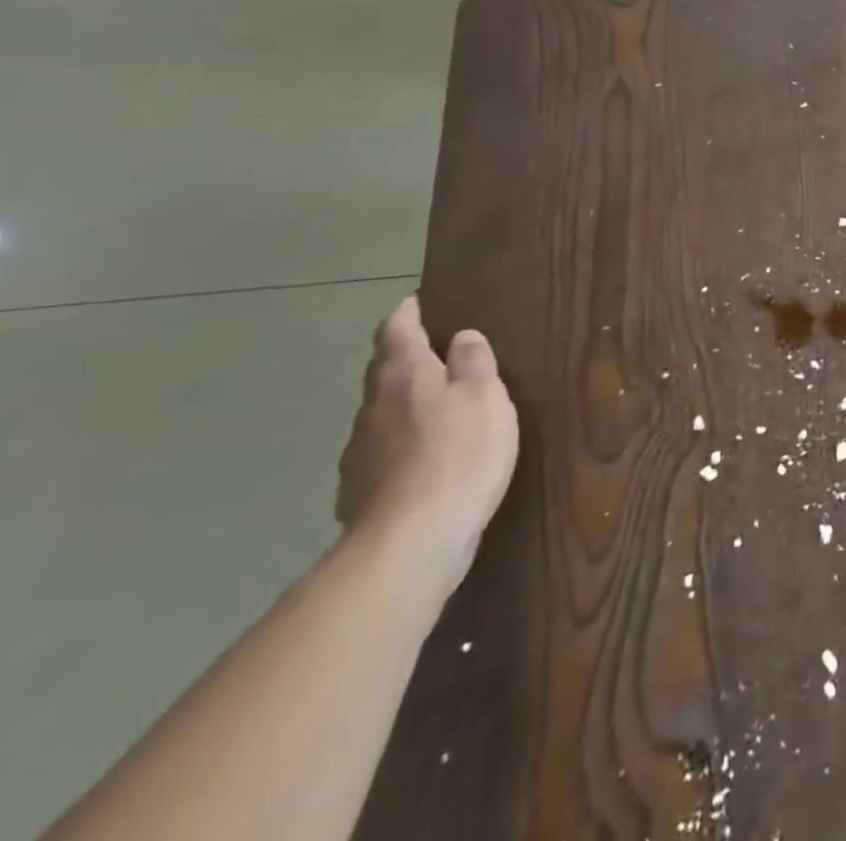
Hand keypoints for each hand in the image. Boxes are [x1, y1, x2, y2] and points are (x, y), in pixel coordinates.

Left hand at [336, 297, 518, 589]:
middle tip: (437, 352)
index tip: (418, 302)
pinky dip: (402, 447)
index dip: (407, 313)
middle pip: (384, 371)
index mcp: (403, 375)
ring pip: (382, 414)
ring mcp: (360, 453)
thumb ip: (474, 362)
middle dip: (405, 358)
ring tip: (438, 408)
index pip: (396, 330)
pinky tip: (425, 461)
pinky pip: (383, 455)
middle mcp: (372, 407)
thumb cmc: (459, 453)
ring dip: (405, 405)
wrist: (412, 542)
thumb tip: (462, 337)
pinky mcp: (361, 494)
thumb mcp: (485, 395)